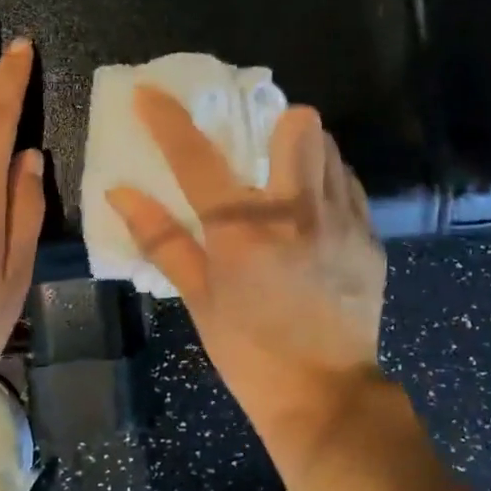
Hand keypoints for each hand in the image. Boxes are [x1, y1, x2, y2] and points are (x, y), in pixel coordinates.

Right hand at [107, 87, 386, 435]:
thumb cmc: (249, 352)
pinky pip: (350, 185)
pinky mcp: (370, 238)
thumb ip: (161, 239)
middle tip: (258, 150)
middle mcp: (298, 212)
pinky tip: (315, 217)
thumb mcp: (199, 298)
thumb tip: (121, 193)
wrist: (326, 397)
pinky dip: (328, 185)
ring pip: (330, 148)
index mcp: (243, 231)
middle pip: (298, 124)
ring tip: (287, 182)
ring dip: (304, 152)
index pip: (197, 158)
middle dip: (275, 124)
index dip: (168, 120)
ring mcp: (343, 222)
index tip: (150, 93)